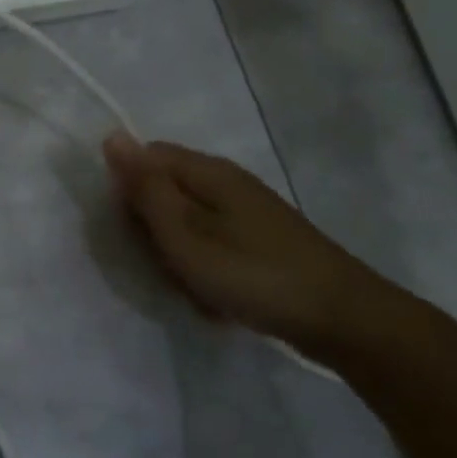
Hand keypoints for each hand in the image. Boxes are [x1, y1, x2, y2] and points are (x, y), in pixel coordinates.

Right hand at [102, 133, 406, 352]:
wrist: (344, 320)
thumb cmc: (252, 274)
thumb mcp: (184, 234)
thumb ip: (146, 188)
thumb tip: (112, 137)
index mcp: (206, 171)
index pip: (145, 159)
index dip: (128, 192)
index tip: (134, 232)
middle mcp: (226, 181)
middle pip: (165, 190)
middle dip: (154, 229)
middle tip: (166, 265)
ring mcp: (247, 211)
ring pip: (186, 223)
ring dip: (178, 255)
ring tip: (194, 287)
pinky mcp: (261, 240)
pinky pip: (213, 245)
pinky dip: (206, 270)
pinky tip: (216, 297)